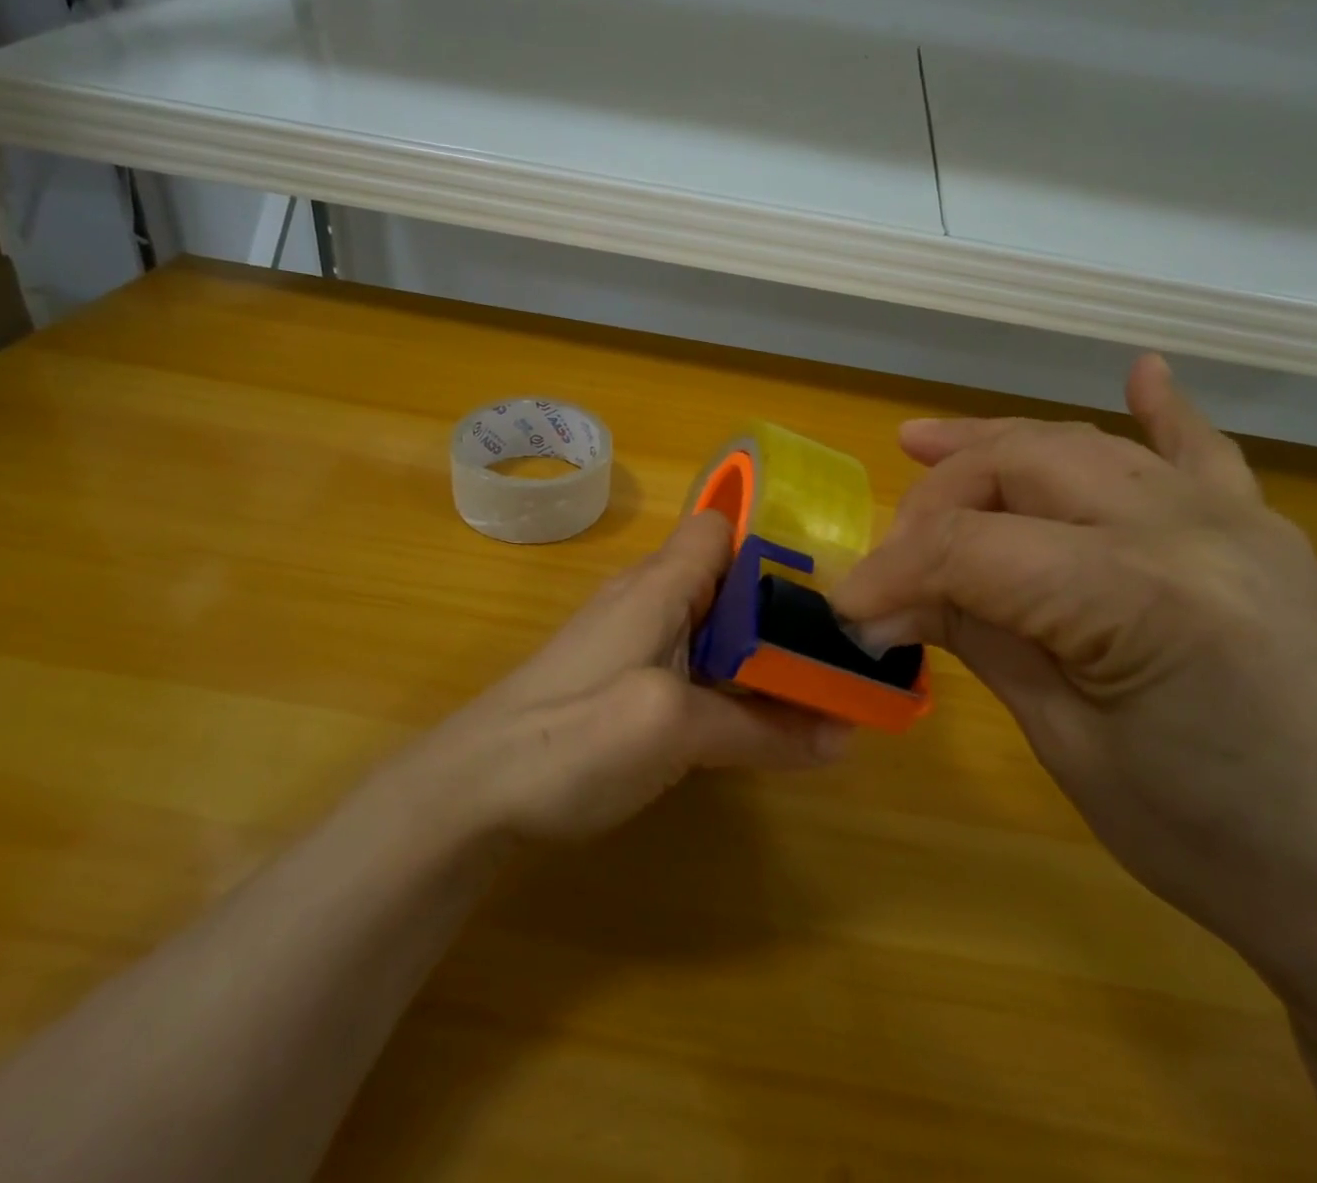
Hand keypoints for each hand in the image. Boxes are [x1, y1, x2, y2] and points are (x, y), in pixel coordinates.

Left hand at [421, 511, 848, 845]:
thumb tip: (846, 736)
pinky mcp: (622, 680)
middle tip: (844, 647)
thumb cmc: (570, 737)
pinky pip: (692, 662)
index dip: (774, 541)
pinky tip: (754, 717)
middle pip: (727, 579)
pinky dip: (730, 680)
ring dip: (761, 650)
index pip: (722, 526)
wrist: (471, 790)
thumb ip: (760, 729)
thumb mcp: (674, 730)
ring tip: (820, 682)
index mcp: (660, 584)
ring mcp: (631, 641)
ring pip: (713, 625)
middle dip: (784, 607)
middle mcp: (647, 599)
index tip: (832, 583)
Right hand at [832, 355, 1316, 977]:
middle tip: (892, 556)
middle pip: (1018, 467)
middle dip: (935, 499)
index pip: (970, 549)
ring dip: (995, 445)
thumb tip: (887, 600)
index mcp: (1138, 595)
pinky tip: (1142, 372)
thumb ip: (980, 639)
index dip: (890, 573)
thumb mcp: (1069, 745)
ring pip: (1081, 447)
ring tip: (923, 443)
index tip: (844, 610)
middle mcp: (1186, 528)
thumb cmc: (1214, 846)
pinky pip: (1202, 452)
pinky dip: (1161, 410)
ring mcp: (1235, 519)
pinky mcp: (1264, 533)